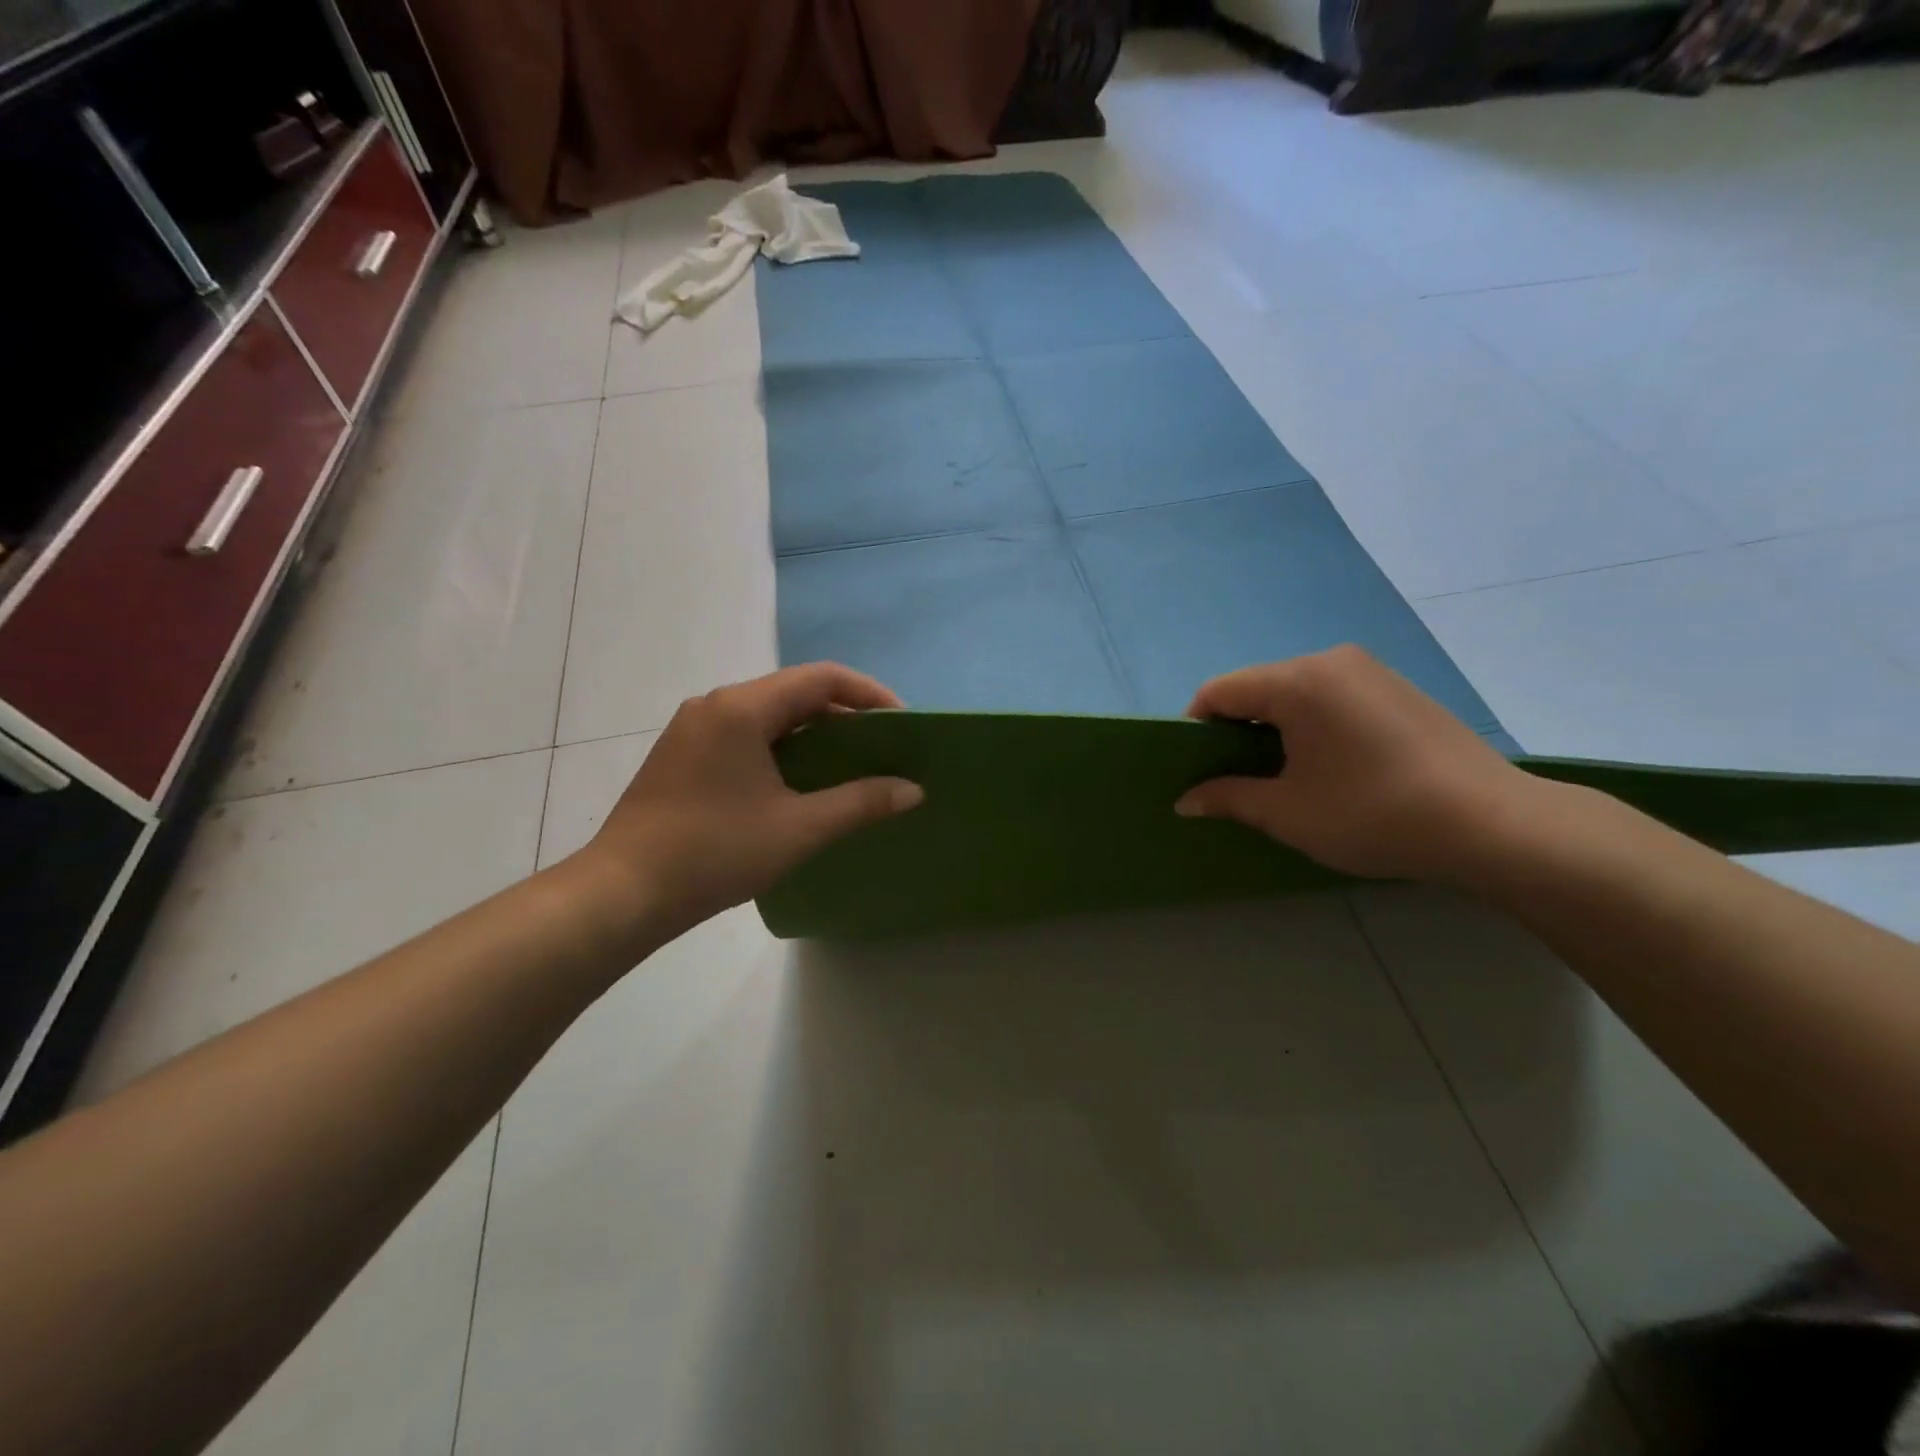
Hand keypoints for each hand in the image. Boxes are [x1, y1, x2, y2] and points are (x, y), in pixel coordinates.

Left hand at [569, 663, 922, 944]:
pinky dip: (784, 745)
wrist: (623, 893)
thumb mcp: (799, 828)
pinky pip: (746, 732)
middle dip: (845, 714)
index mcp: (743, 708)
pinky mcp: (683, 753)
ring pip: (770, 713)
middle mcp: (716, 704)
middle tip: (882, 747)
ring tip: (850, 763)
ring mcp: (694, 728)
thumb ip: (861, 802)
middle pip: (795, 691)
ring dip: (814, 731)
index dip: (870, 694)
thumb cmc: (715, 852)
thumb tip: (914, 790)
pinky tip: (800, 780)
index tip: (902, 724)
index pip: (822, 678)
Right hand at [1175, 646, 1540, 884]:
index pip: (1219, 691)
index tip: (1197, 769)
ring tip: (1286, 775)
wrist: (1494, 824)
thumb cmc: (1374, 814)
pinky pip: (1331, 696)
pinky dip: (1311, 724)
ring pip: (1294, 691)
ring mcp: (1370, 670)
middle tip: (1238, 778)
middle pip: (1257, 687)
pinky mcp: (1398, 688)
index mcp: (1297, 681)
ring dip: (1275, 728)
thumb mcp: (1287, 813)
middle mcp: (1331, 661)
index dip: (1196, 728)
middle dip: (1236, 729)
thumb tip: (1184, 801)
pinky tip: (1331, 765)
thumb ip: (1228, 798)